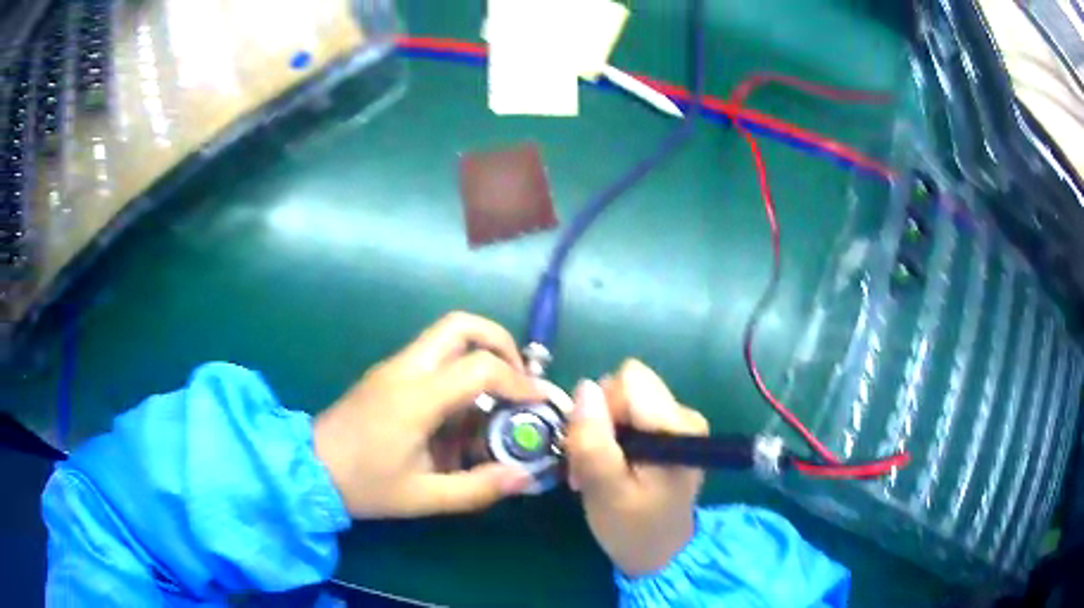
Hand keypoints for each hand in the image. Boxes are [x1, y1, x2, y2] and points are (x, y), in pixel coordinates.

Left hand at [313, 312, 543, 518]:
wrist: (309, 468)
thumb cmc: (364, 485)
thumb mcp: (423, 496)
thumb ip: (478, 488)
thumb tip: (524, 478)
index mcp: (416, 397)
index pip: (480, 367)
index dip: (519, 381)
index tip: (541, 402)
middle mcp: (406, 369)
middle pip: (461, 325)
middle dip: (500, 343)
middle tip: (517, 380)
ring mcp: (394, 366)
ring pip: (447, 335)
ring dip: (480, 356)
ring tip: (497, 398)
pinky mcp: (387, 373)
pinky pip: (433, 356)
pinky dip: (459, 370)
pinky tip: (462, 413)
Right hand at [565, 360, 709, 576]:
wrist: (660, 554)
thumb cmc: (633, 528)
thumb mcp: (605, 490)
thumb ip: (593, 440)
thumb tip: (584, 387)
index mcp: (676, 425)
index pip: (627, 381)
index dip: (601, 407)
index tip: (592, 446)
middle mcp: (682, 414)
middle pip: (624, 387)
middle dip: (598, 420)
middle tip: (589, 464)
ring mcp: (676, 422)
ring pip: (621, 401)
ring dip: (601, 433)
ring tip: (596, 472)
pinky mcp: (667, 432)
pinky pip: (628, 416)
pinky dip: (611, 440)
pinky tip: (609, 469)